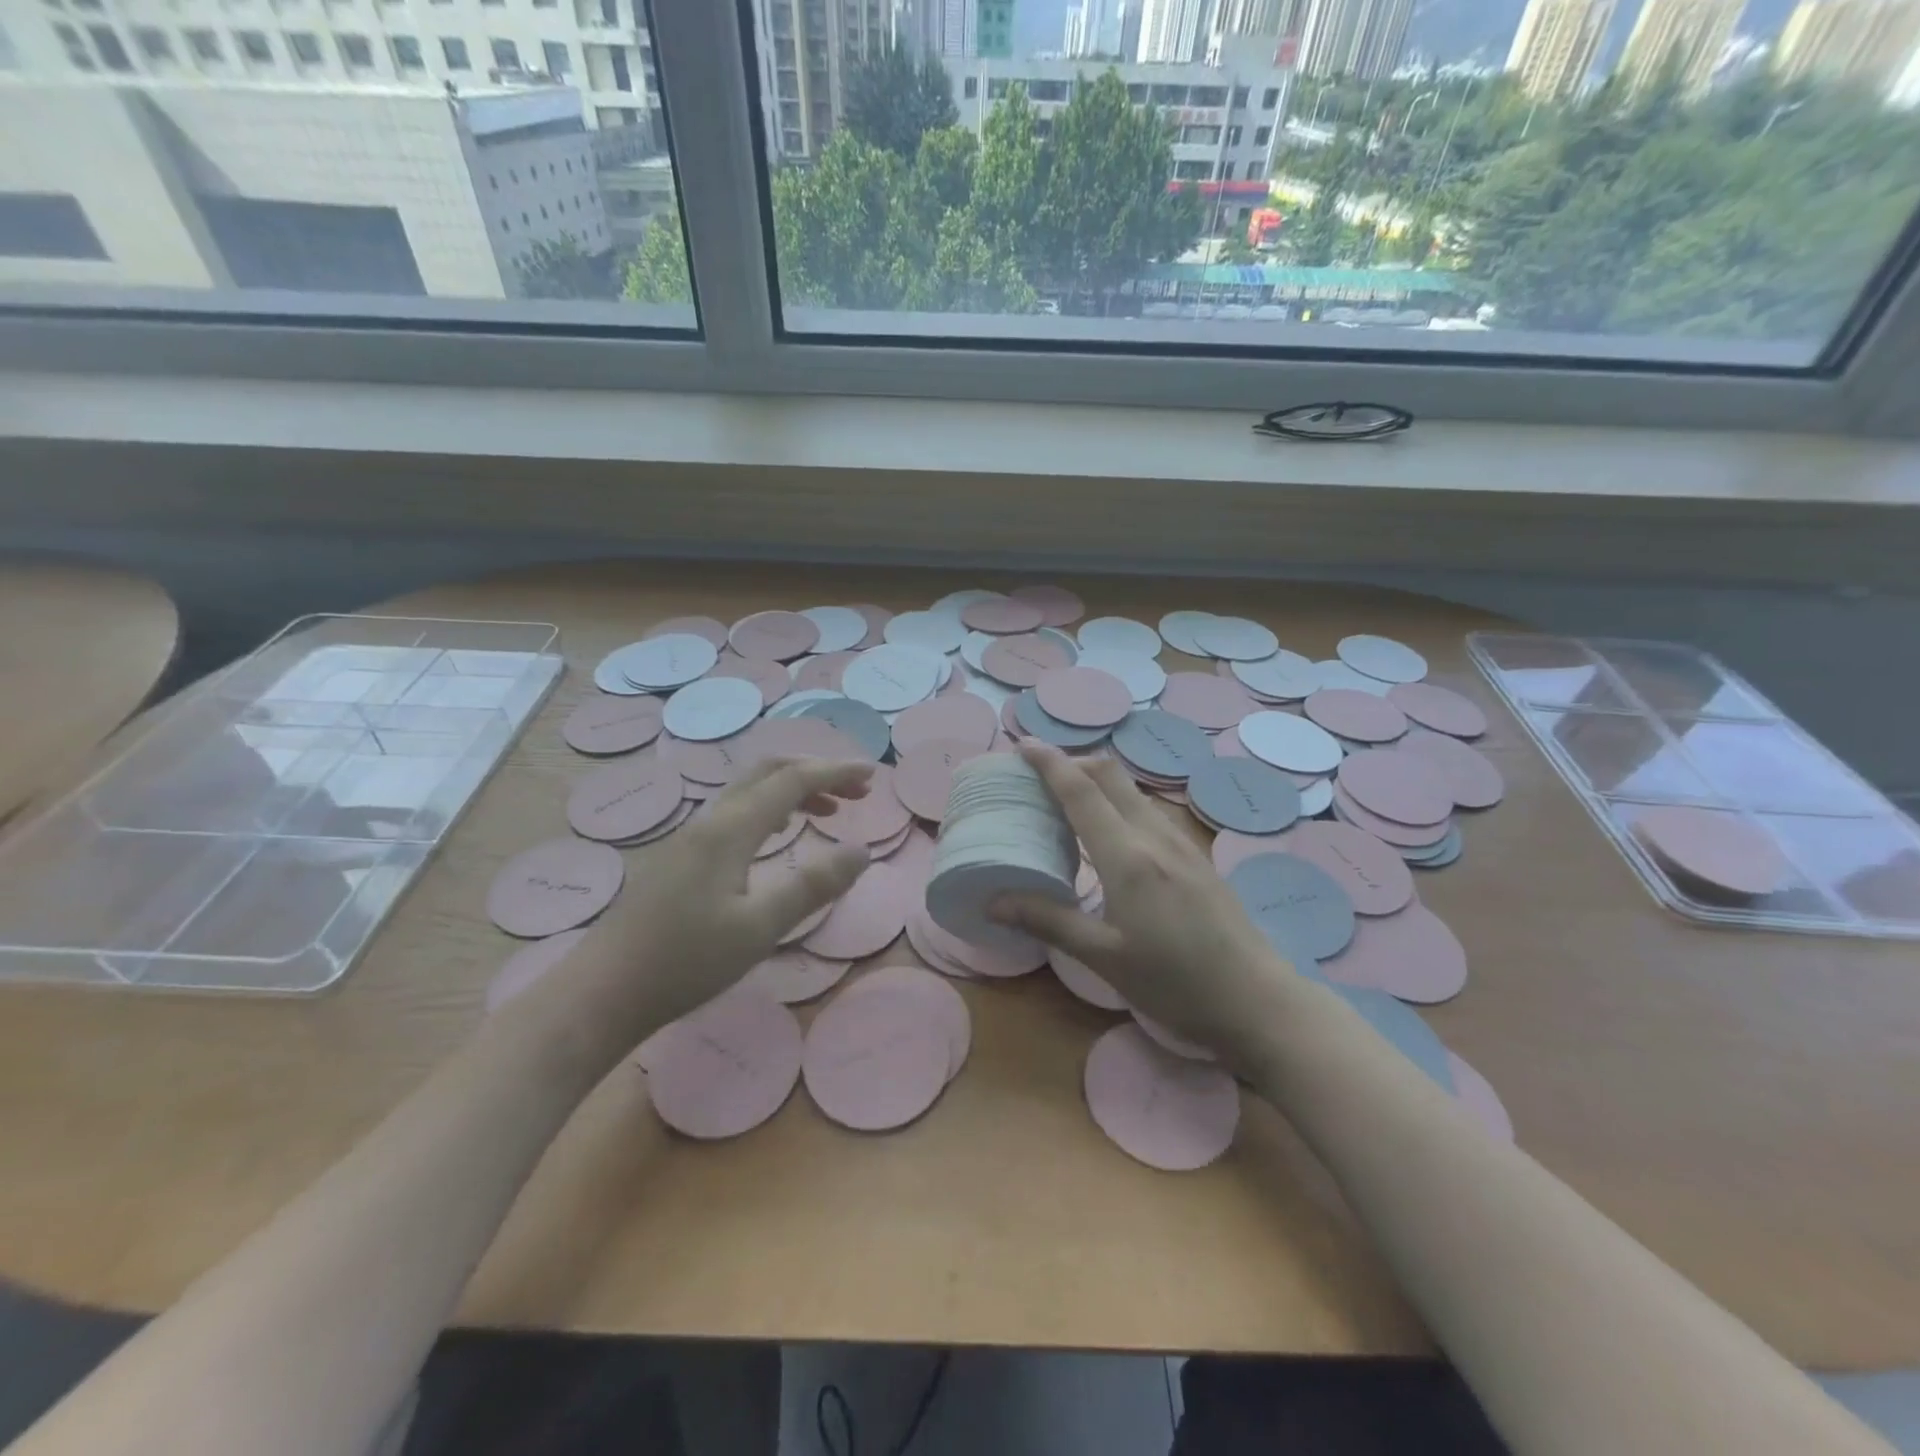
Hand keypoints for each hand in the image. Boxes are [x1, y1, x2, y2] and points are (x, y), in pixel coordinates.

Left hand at [587, 757, 873, 1037]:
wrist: (602, 993)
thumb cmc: (685, 961)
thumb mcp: (760, 928)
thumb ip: (813, 886)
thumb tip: (861, 850)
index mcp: (731, 829)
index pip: (793, 780)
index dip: (836, 771)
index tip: (874, 775)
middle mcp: (711, 820)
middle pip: (769, 771)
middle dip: (817, 772)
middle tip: (857, 791)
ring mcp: (692, 837)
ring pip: (750, 791)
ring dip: (793, 790)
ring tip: (830, 811)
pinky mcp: (681, 857)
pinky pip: (736, 811)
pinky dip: (770, 808)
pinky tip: (779, 835)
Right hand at [991, 742, 1296, 1064]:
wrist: (1257, 999)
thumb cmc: (1175, 982)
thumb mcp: (1104, 957)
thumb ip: (1048, 920)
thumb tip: (992, 902)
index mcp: (1128, 856)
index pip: (1081, 790)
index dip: (1049, 762)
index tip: (1020, 745)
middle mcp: (1154, 835)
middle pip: (1110, 774)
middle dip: (1072, 761)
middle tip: (1038, 775)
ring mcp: (1181, 842)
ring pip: (1132, 790)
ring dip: (1097, 781)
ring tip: (1066, 801)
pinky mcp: (1196, 855)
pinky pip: (1148, 810)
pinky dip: (1118, 802)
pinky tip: (1109, 834)